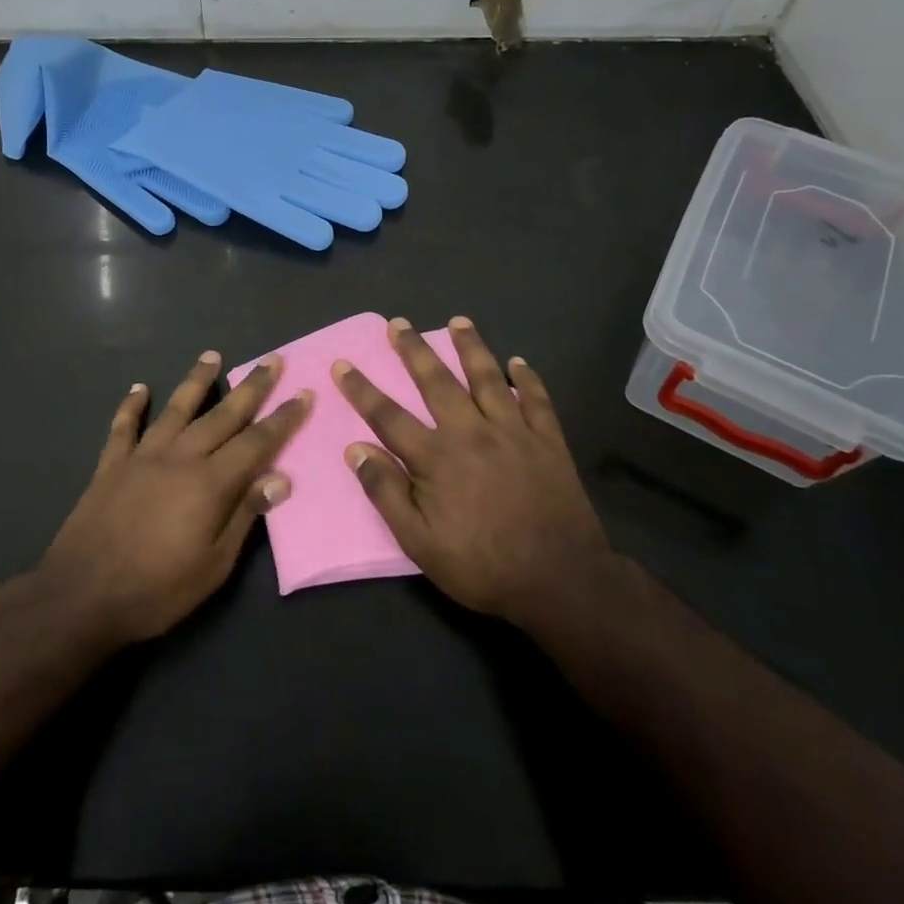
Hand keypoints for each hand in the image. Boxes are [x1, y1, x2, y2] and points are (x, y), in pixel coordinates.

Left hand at [39, 351, 310, 643]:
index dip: (283, 419)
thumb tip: (280, 478)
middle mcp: (179, 458)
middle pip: (222, 415)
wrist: (81, 596)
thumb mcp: (213, 565)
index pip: (256, 442)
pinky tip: (140, 388)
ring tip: (212, 355)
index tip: (303, 394)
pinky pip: (123, 427)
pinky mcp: (110, 465)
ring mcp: (142, 457)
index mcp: (209, 483)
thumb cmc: (156, 590)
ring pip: (176, 409)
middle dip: (251, 387)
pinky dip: (132, 406)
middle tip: (271, 360)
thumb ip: (245, 516)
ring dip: (196, 381)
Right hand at [333, 316, 611, 628]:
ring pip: (487, 379)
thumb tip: (355, 449)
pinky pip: (536, 401)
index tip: (342, 364)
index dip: (362, 390)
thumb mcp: (420, 542)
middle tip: (398, 323)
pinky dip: (527, 379)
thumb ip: (386, 493)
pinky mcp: (548, 442)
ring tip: (458, 322)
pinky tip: (519, 363)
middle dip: (413, 351)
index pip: (388, 416)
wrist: (561, 581)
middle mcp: (471, 433)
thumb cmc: (483, 566)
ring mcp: (513, 433)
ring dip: (471, 347)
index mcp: (436, 458)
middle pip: (436, 382)